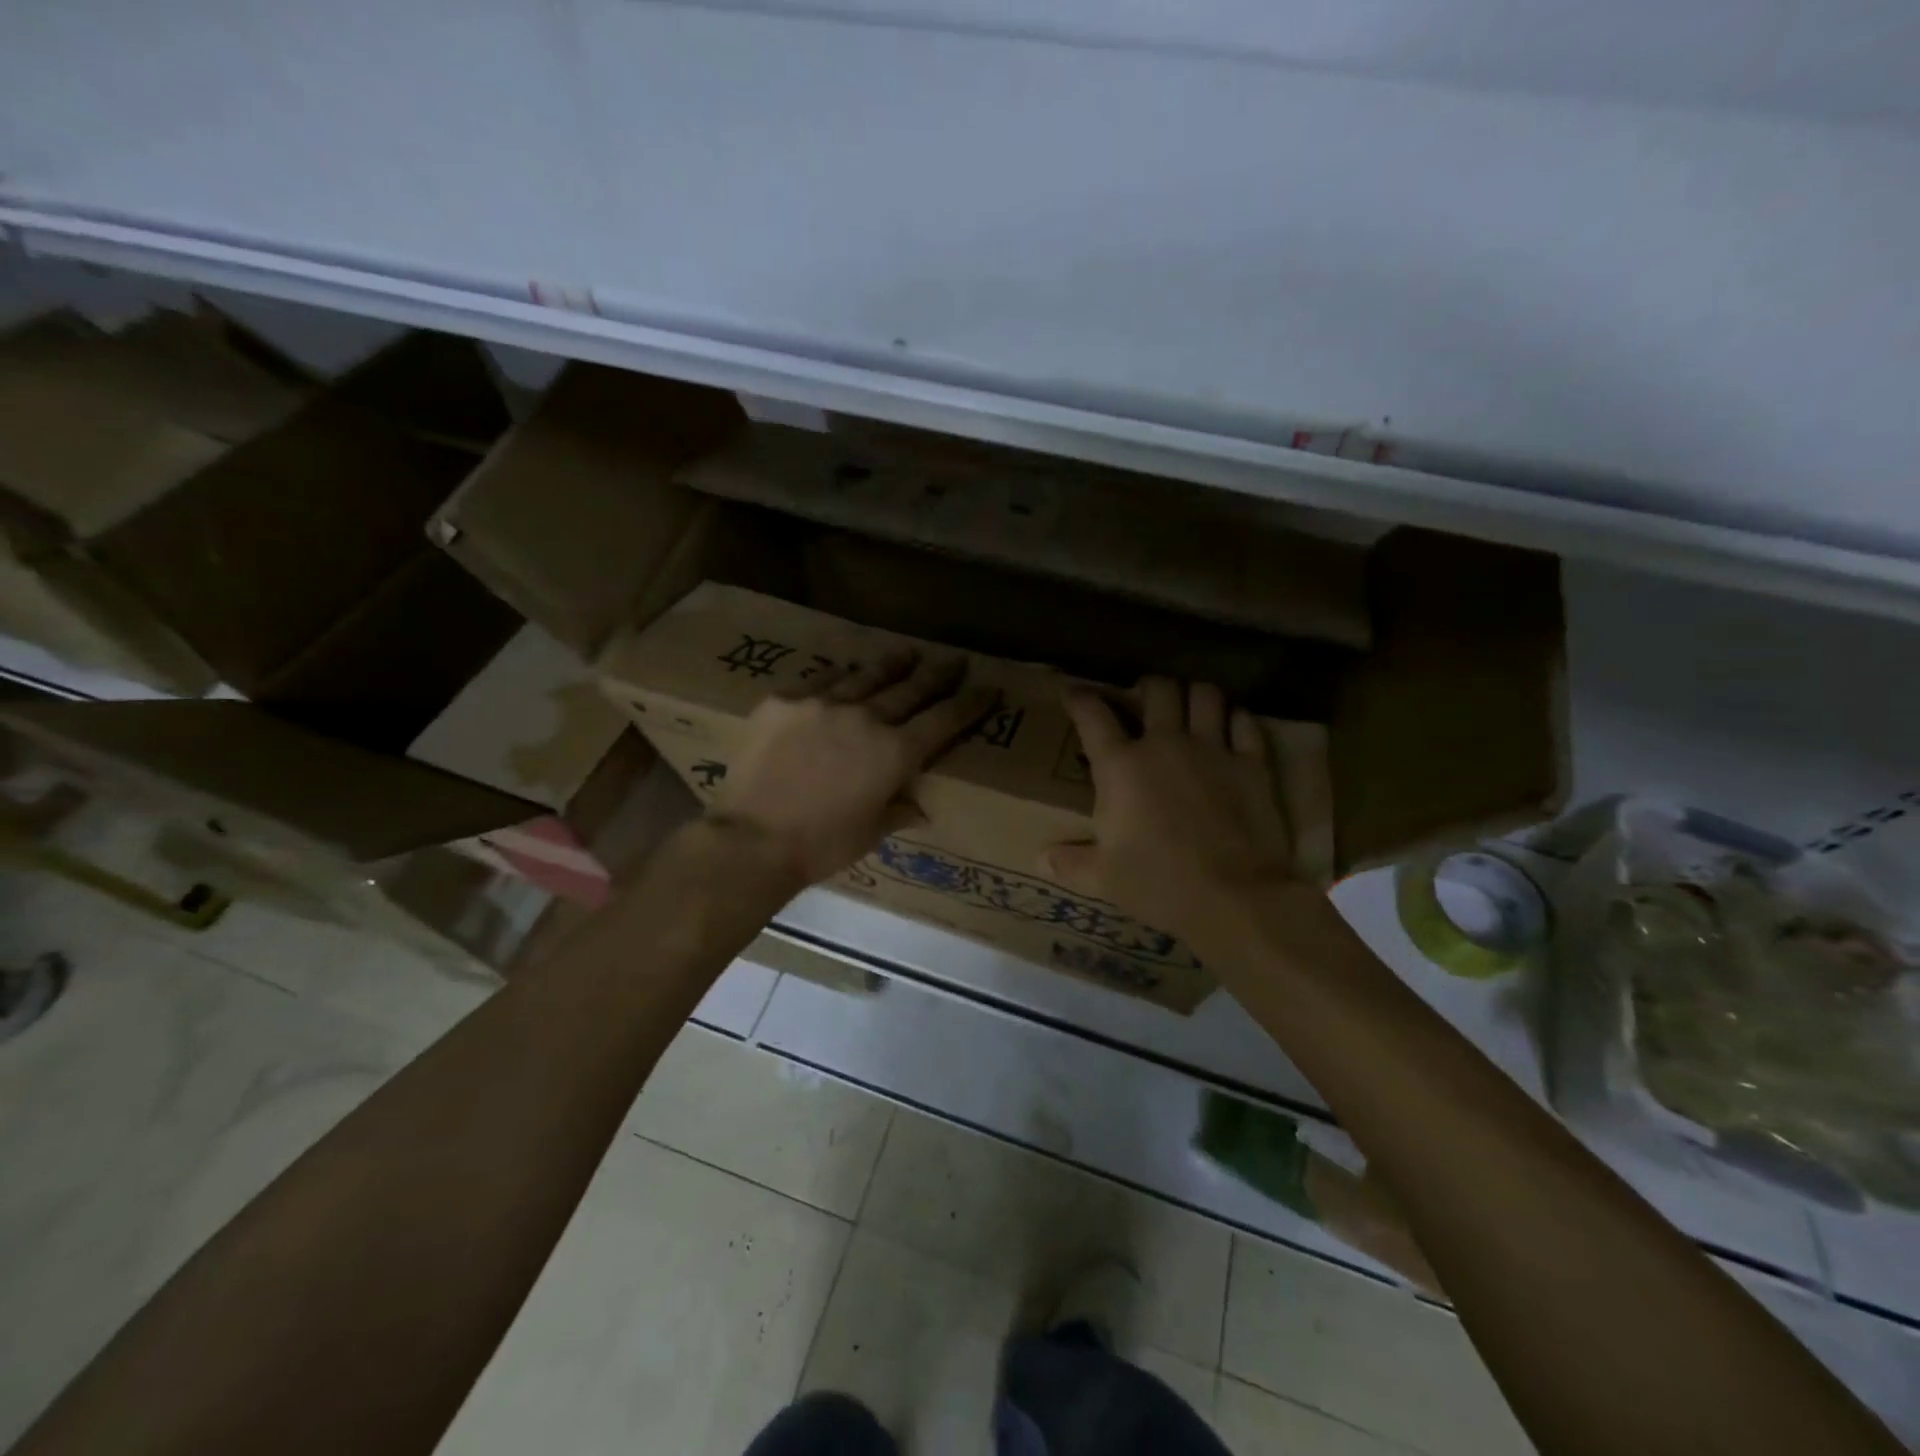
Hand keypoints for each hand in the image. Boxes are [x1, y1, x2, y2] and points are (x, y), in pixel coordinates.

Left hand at [708, 648, 996, 887]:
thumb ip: (899, 811)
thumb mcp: (870, 833)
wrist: (752, 839)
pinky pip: (820, 680)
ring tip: (907, 652)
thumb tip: (920, 807)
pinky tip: (846, 671)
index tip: (988, 688)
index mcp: (895, 753)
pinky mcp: (783, 701)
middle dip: (938, 675)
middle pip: (911, 689)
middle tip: (955, 660)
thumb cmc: (820, 845)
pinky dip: (839, 676)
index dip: (970, 703)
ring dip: (892, 665)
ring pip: (866, 676)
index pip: (944, 720)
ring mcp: (822, 703)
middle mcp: (866, 718)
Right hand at [1043, 677, 1297, 939]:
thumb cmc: (1159, 884)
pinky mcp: (1252, 764)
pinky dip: (1235, 719)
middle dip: (1147, 688)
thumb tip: (1040, 861)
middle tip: (1144, 700)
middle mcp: (1165, 744)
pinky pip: (1244, 722)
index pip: (1093, 716)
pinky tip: (1230, 729)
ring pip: (1205, 695)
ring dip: (1194, 695)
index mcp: (1121, 766)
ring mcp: (1213, 749)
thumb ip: (1071, 863)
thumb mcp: (1104, 878)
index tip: (1073, 692)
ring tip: (1189, 708)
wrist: (1233, 897)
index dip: (1079, 698)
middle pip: (1158, 690)